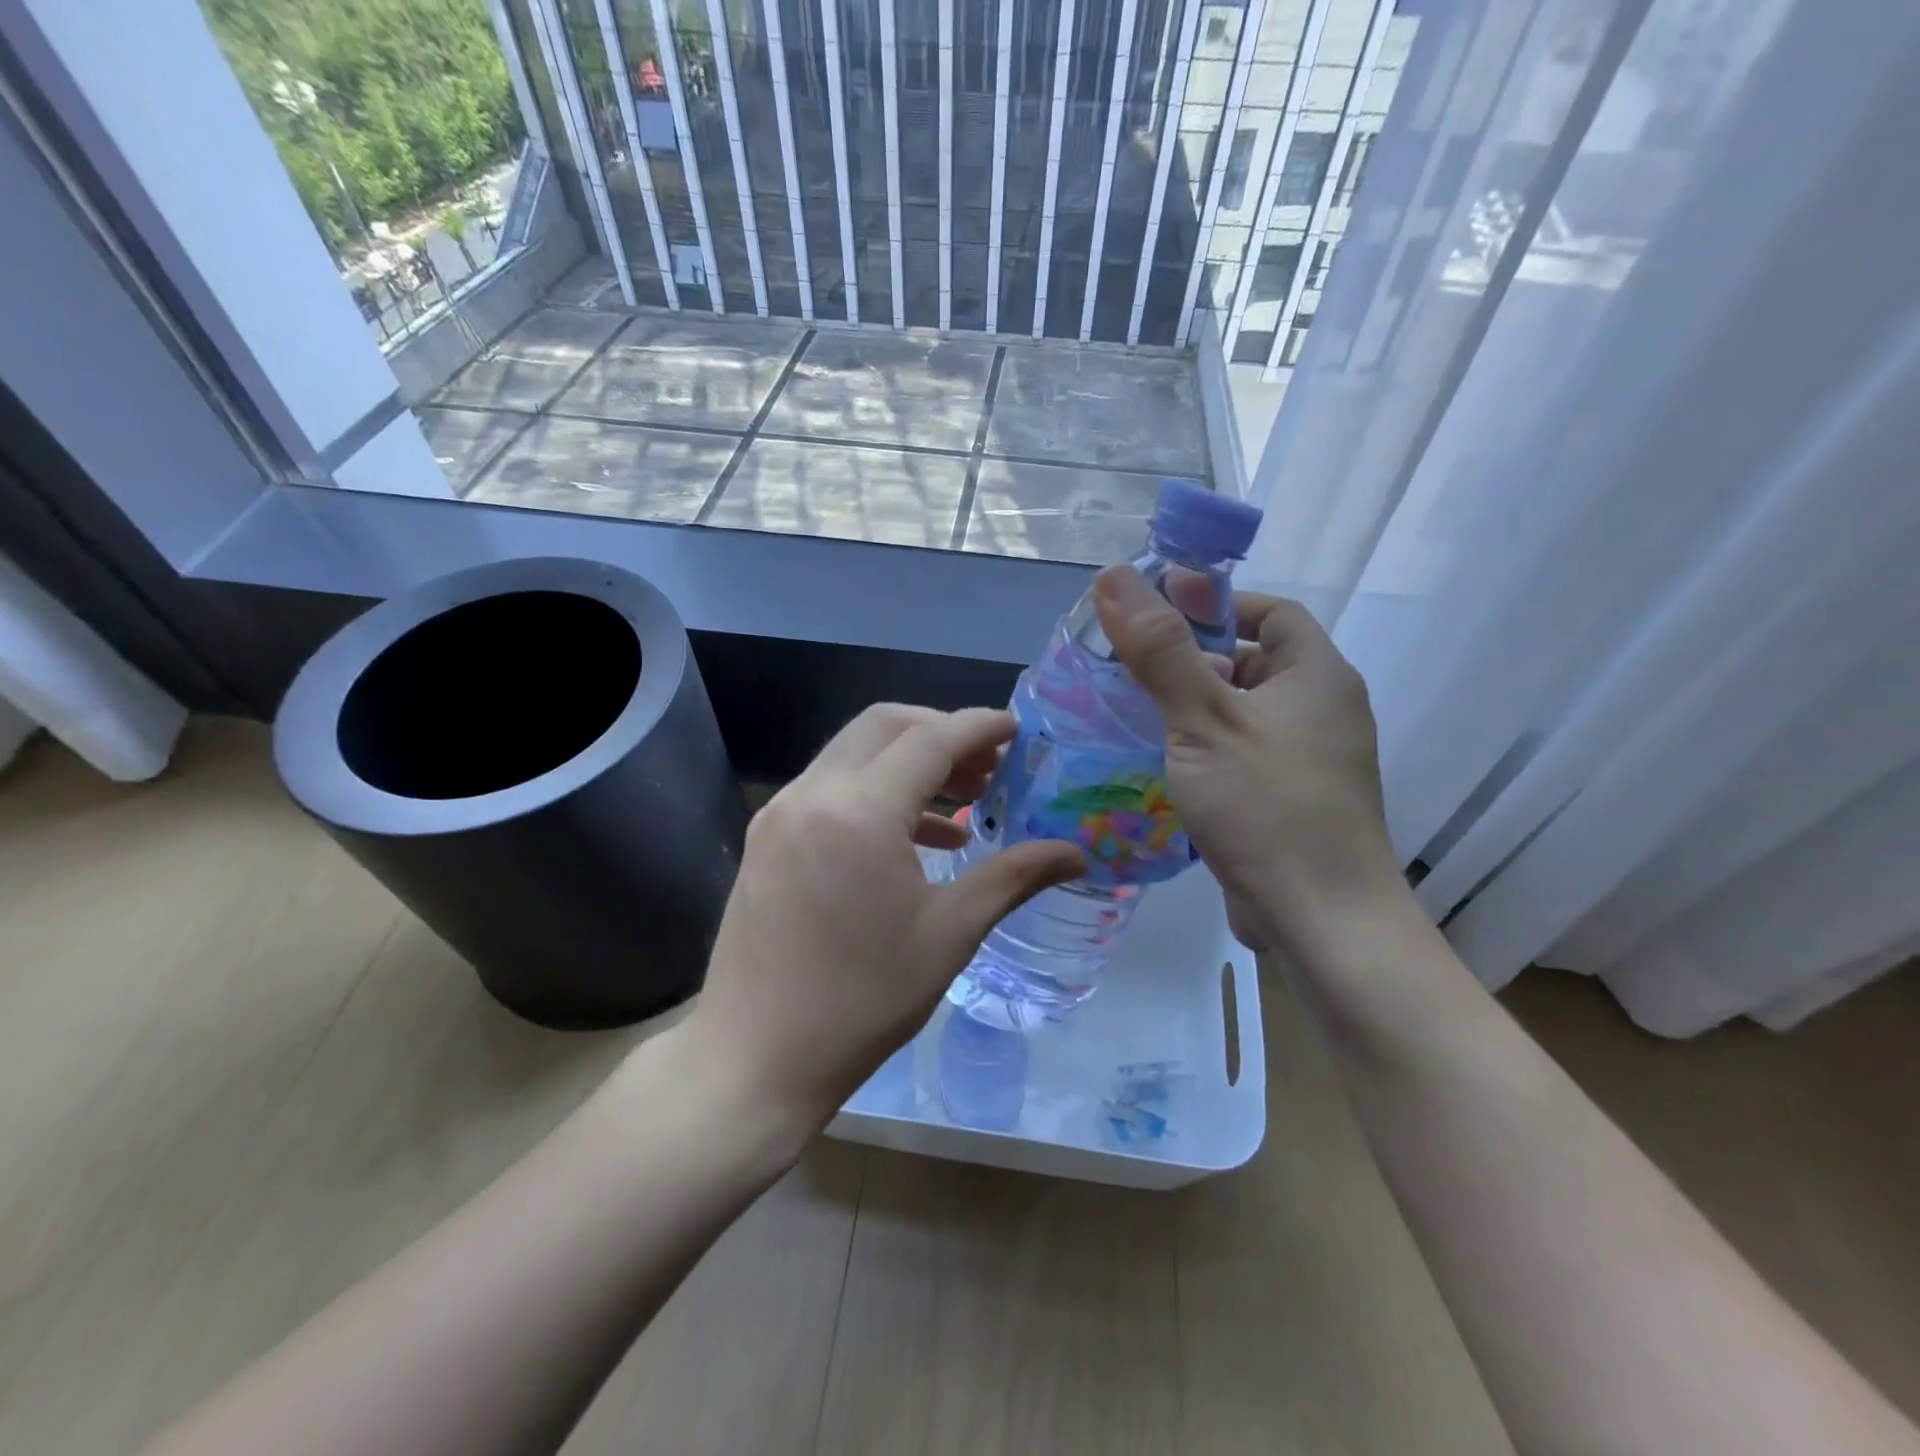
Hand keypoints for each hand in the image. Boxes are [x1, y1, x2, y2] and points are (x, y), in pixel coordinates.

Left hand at [685, 705, 1084, 1136]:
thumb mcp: (949, 934)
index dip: (979, 728)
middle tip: (988, 767)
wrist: (754, 1059)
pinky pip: (829, 788)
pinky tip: (914, 839)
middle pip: (884, 727)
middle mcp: (811, 794)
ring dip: (908, 762)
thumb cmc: (862, 1001)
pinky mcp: (766, 838)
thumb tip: (1076, 854)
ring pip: (853, 753)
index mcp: (858, 812)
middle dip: (941, 732)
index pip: (930, 740)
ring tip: (961, 802)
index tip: (1017, 729)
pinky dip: (875, 792)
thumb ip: (1013, 877)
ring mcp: (780, 813)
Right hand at [1094, 565, 1400, 950]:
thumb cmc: (1267, 807)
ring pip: (1240, 714)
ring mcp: (1307, 761)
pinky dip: (1201, 749)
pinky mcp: (1288, 801)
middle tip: (1127, 664)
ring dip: (1191, 708)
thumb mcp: (1204, 720)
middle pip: (1251, 662)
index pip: (1269, 612)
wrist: (1322, 922)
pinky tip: (1156, 763)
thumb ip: (1160, 649)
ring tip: (1128, 710)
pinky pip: (1239, 755)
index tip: (1156, 613)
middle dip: (1191, 659)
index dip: (1215, 604)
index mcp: (1317, 676)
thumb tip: (1116, 575)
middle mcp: (1320, 711)